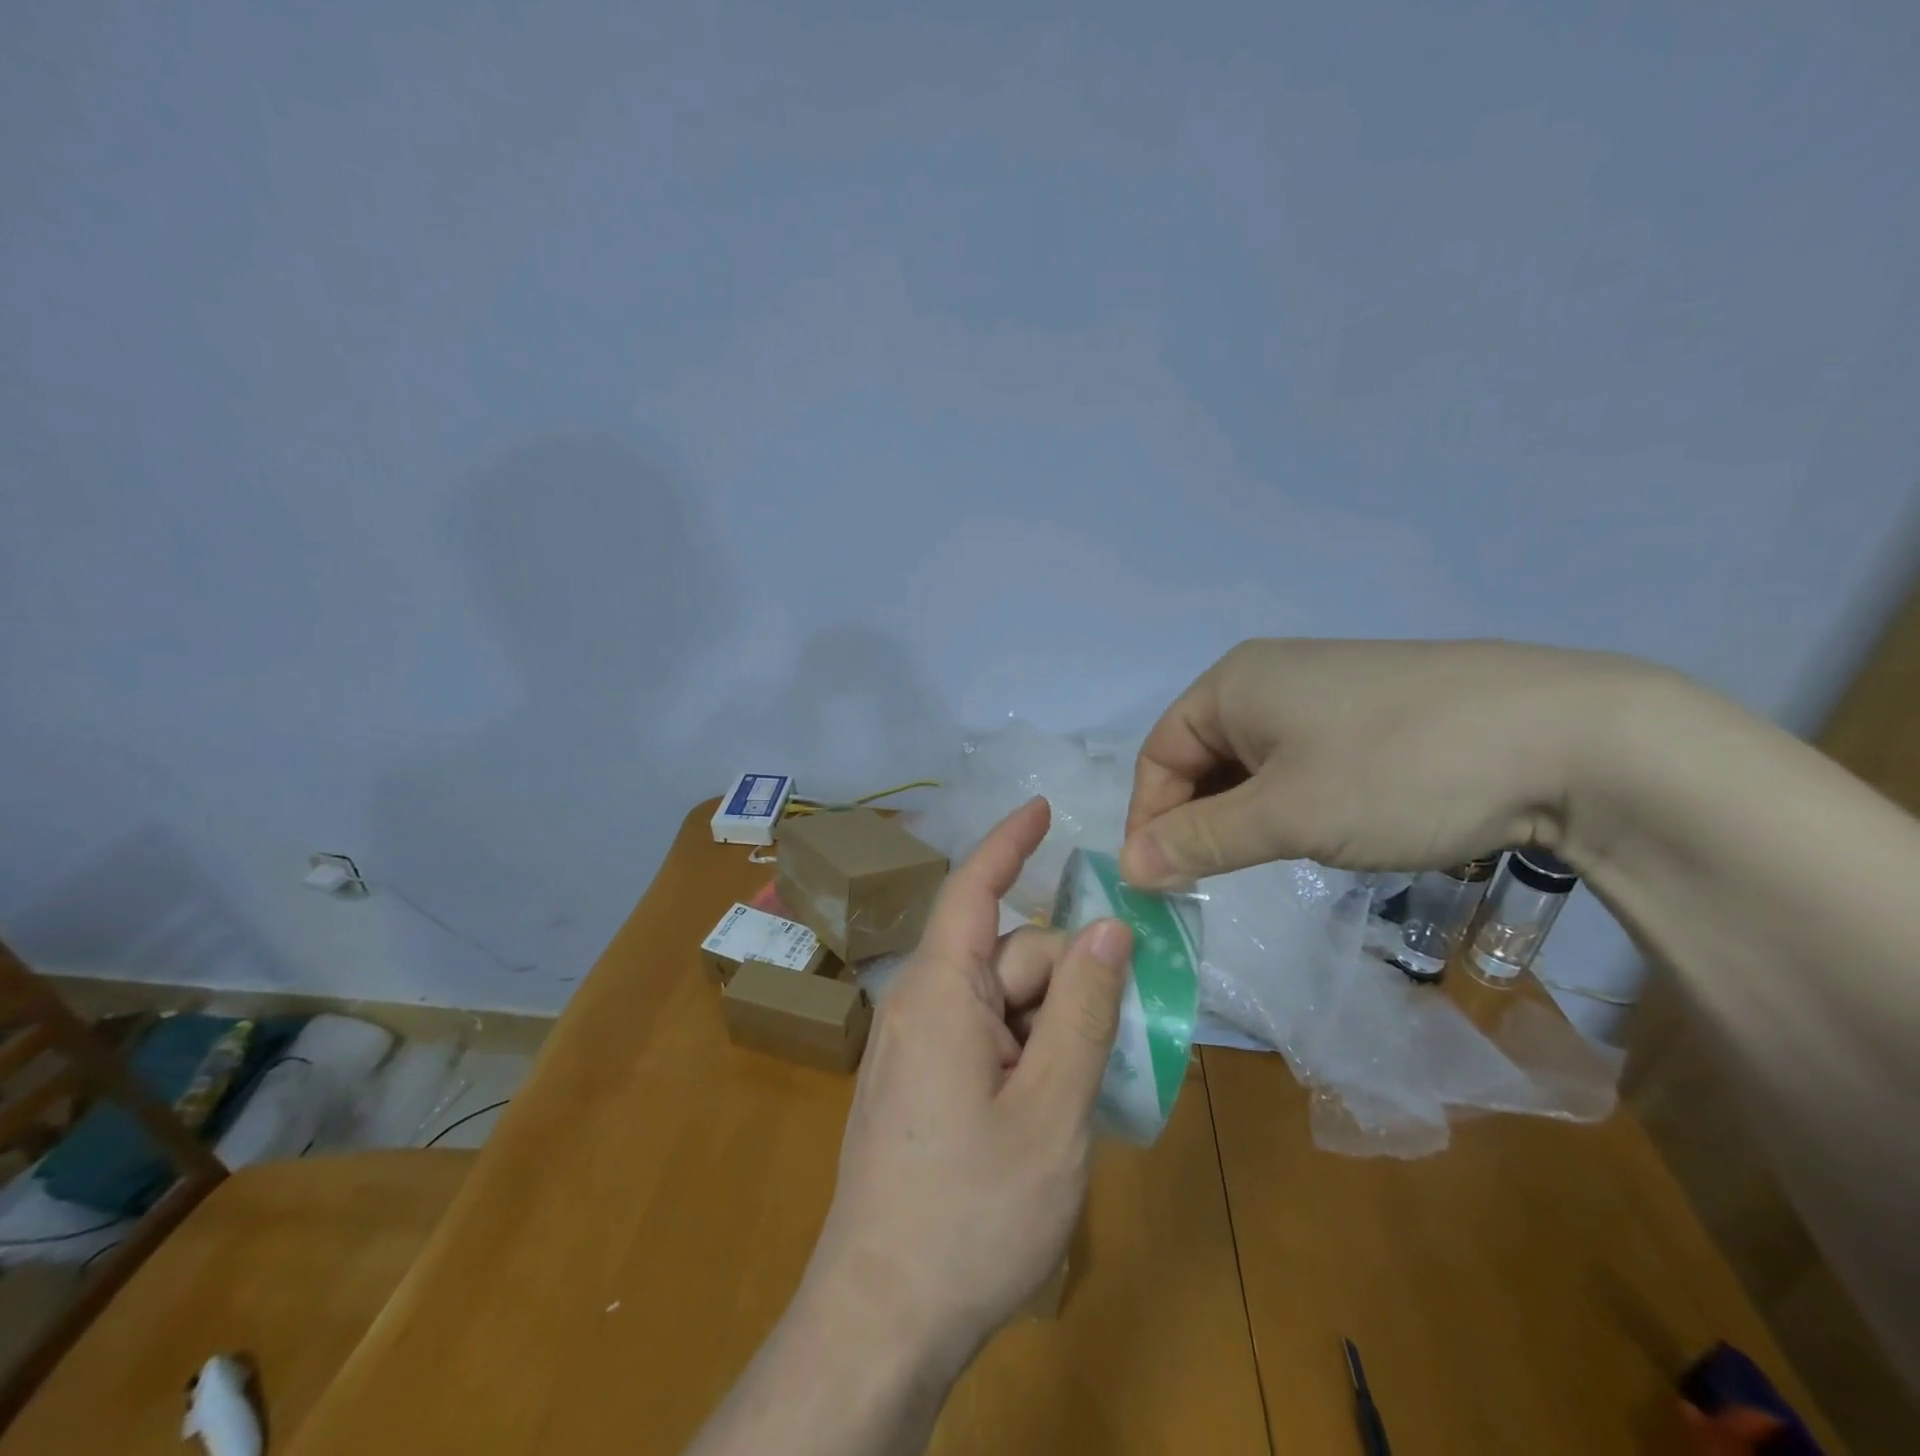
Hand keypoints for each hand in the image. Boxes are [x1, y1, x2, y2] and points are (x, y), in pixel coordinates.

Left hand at [802, 797, 1131, 1375]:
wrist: (881, 1322)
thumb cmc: (970, 1214)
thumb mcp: (1051, 1110)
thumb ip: (1083, 1011)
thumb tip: (1109, 929)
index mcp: (940, 991)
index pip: (975, 889)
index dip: (1010, 842)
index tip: (1045, 807)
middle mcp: (922, 1005)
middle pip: (1010, 957)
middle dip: (1069, 978)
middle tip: (1127, 1030)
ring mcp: (919, 1048)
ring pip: (1005, 1003)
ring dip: (1056, 1026)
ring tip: (1097, 1087)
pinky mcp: (923, 1086)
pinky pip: (988, 1040)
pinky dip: (1031, 1053)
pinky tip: (1060, 1104)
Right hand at [1118, 638, 1652, 885]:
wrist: (1573, 738)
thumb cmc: (1397, 770)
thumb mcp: (1285, 816)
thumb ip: (1199, 842)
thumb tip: (1127, 870)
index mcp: (1232, 682)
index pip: (1159, 755)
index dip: (1149, 820)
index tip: (1157, 882)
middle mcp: (1267, 675)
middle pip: (1201, 756)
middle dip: (1196, 820)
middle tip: (1208, 881)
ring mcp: (1323, 689)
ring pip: (1251, 762)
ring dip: (1242, 815)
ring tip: (1263, 860)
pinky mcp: (1369, 711)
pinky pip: (1298, 759)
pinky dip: (1287, 800)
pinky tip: (1318, 828)